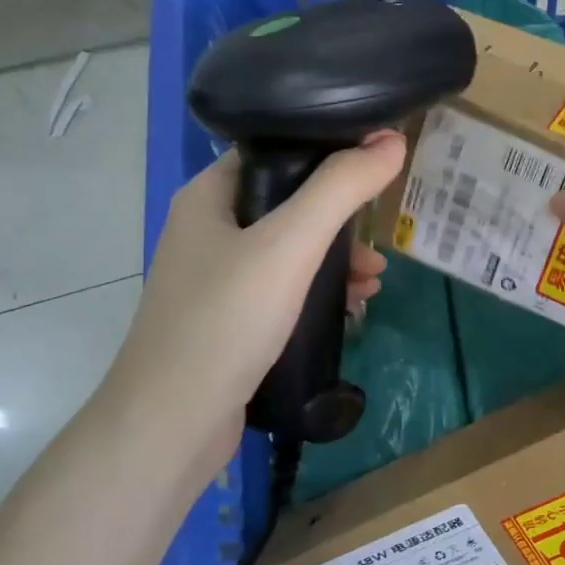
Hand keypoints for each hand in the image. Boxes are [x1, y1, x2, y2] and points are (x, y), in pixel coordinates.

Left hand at [95, 132, 405, 474]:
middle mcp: (209, 230)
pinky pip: (285, 289)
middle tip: (380, 233)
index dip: (327, 149)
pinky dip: (320, 291)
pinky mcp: (231, 320)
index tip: (376, 161)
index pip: (274, 150)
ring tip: (376, 279)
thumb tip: (393, 141)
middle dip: (341, 216)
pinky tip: (353, 307)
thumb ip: (341, 189)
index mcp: (209, 196)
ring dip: (337, 258)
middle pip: (289, 202)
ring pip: (291, 250)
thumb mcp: (290, 245)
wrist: (171, 423)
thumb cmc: (226, 319)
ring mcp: (218, 279)